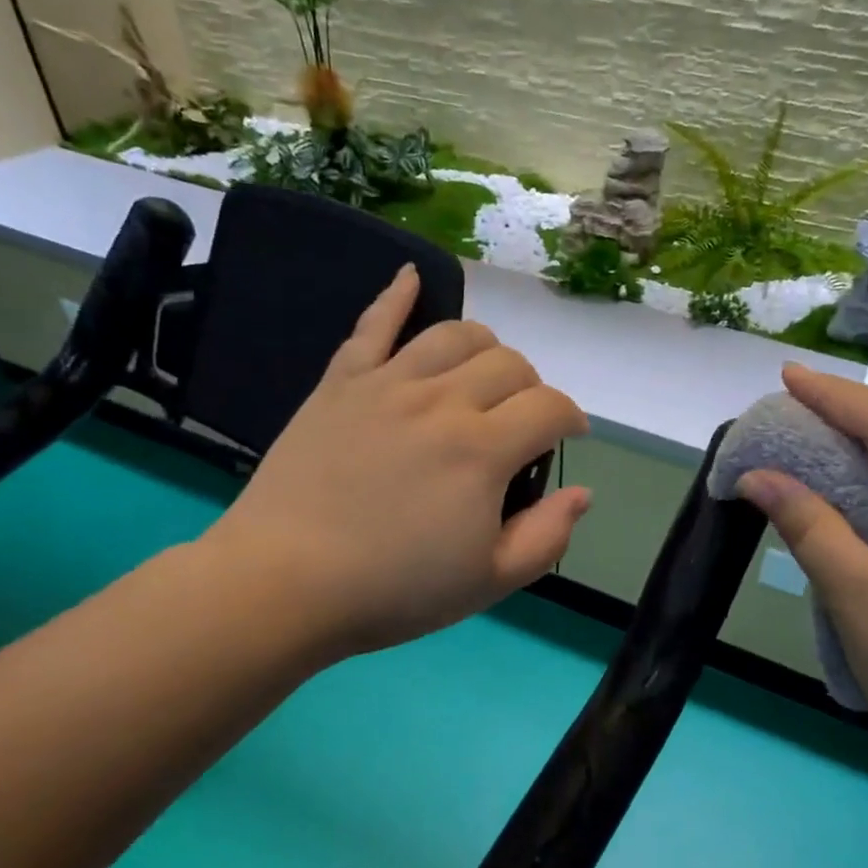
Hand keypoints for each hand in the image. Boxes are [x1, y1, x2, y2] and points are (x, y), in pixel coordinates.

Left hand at [198, 266, 590, 661]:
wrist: (284, 582)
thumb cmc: (394, 590)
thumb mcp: (490, 582)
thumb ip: (547, 536)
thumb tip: (582, 492)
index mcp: (482, 450)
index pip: (549, 407)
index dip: (571, 419)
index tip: (570, 437)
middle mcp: (441, 401)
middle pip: (509, 364)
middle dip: (532, 388)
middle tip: (522, 422)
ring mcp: (387, 384)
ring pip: (455, 335)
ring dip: (486, 348)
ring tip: (484, 374)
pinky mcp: (340, 383)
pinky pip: (372, 324)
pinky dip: (396, 294)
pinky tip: (411, 276)